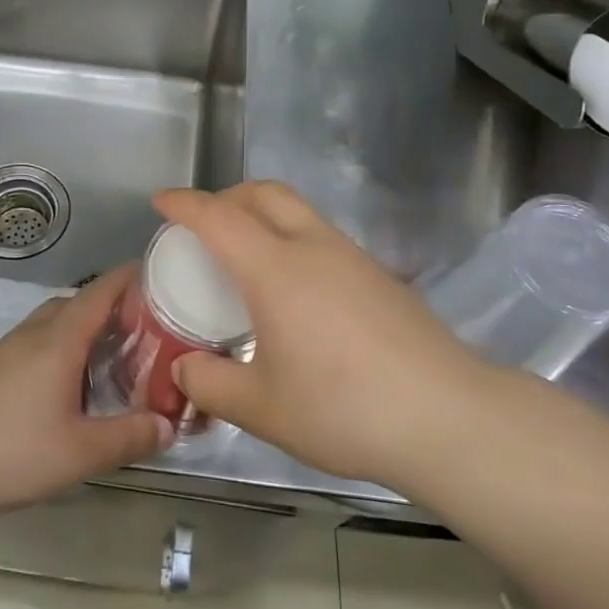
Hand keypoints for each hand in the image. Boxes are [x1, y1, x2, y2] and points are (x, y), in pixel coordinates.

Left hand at [0, 267, 174, 529]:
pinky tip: (68, 385)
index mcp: (60, 338)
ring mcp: (8, 349)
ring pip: (55, 322)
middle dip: (113, 308)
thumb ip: (130, 437)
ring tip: (112, 358)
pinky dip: (62, 347)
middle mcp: (34, 332)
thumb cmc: (12, 452)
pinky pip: (37, 342)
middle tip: (146, 330)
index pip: (101, 290)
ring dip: (85, 329)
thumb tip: (168, 426)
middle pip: (79, 302)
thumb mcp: (82, 452)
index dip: (132, 278)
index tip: (162, 276)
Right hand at [161, 182, 491, 493]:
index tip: (161, 201)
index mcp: (275, 268)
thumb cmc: (344, 409)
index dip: (184, 204)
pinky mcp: (378, 274)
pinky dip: (291, 237)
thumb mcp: (263, 408)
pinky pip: (320, 234)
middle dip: (226, 196)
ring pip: (297, 210)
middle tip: (204, 223)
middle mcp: (312, 246)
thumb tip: (185, 368)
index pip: (218, 217)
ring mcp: (351, 256)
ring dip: (262, 213)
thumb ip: (212, 384)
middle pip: (263, 193)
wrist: (447, 415)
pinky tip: (293, 287)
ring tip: (245, 254)